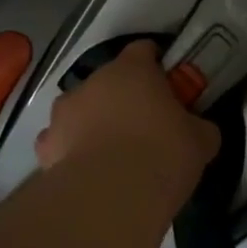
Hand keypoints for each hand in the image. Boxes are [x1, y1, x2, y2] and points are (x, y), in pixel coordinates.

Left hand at [35, 40, 220, 212]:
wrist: (110, 197)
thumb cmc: (162, 156)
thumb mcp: (201, 142)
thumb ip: (200, 127)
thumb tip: (200, 129)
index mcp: (132, 70)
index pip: (143, 49)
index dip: (156, 64)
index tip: (168, 85)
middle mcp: (94, 81)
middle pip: (110, 80)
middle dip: (124, 97)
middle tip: (146, 126)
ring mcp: (64, 111)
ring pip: (82, 109)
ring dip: (95, 122)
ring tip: (113, 155)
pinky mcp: (45, 144)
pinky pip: (61, 140)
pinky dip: (71, 151)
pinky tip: (87, 173)